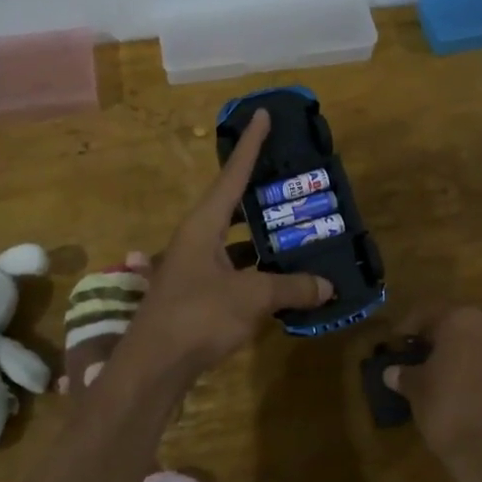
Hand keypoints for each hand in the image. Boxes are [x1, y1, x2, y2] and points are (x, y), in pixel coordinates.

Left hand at [116, 110, 332, 378]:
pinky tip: (280, 278)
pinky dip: (256, 269)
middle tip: (292, 180)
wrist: (153, 366)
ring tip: (297, 229)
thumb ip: (290, 288)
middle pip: (232, 205)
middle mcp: (195, 238)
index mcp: (203, 225)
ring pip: (234, 241)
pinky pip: (232, 269)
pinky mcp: (196, 293)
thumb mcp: (251, 299)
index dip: (251, 145)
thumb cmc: (198, 318)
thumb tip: (328, 286)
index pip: (233, 175)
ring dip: (261, 236)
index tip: (263, 114)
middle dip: (261, 192)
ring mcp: (193, 267)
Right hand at [384, 307, 481, 481]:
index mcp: (463, 320)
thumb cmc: (450, 411)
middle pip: (460, 326)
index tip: (396, 343)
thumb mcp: (417, 391)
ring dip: (464, 357)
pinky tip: (468, 395)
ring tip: (444, 379)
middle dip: (440, 341)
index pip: (428, 313)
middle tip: (420, 358)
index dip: (408, 328)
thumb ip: (405, 375)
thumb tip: (393, 372)